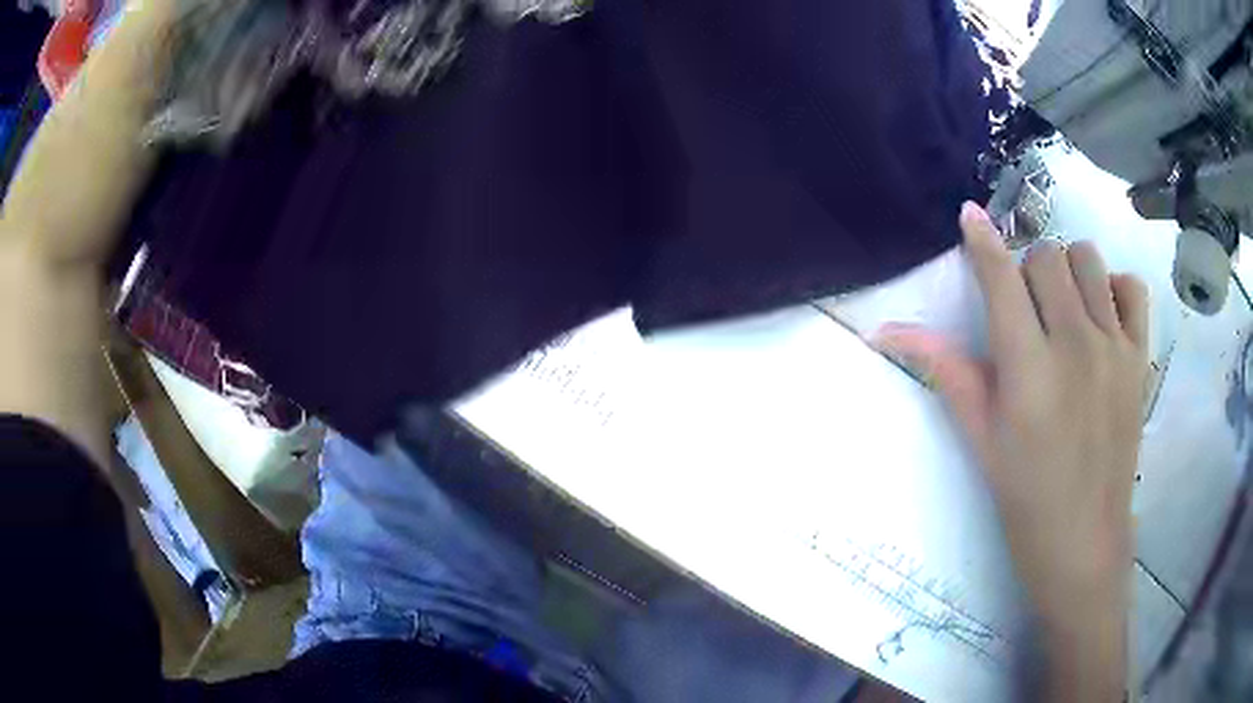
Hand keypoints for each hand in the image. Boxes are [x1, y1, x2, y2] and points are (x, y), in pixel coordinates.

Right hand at [875, 203, 1148, 700]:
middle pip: (1046, 256)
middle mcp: (1074, 344)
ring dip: (1067, 270)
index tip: (969, 215)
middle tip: (1023, 307)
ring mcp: (1113, 347)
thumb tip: (887, 332)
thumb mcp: (980, 439)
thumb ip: (944, 372)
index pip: (1001, 278)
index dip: (982, 240)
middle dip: (1026, 268)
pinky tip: (1101, 316)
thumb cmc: (1025, 499)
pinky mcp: (1139, 358)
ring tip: (1062, 307)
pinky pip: (1131, 288)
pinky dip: (1113, 287)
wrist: (1084, 543)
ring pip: (1088, 260)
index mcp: (1028, 370)